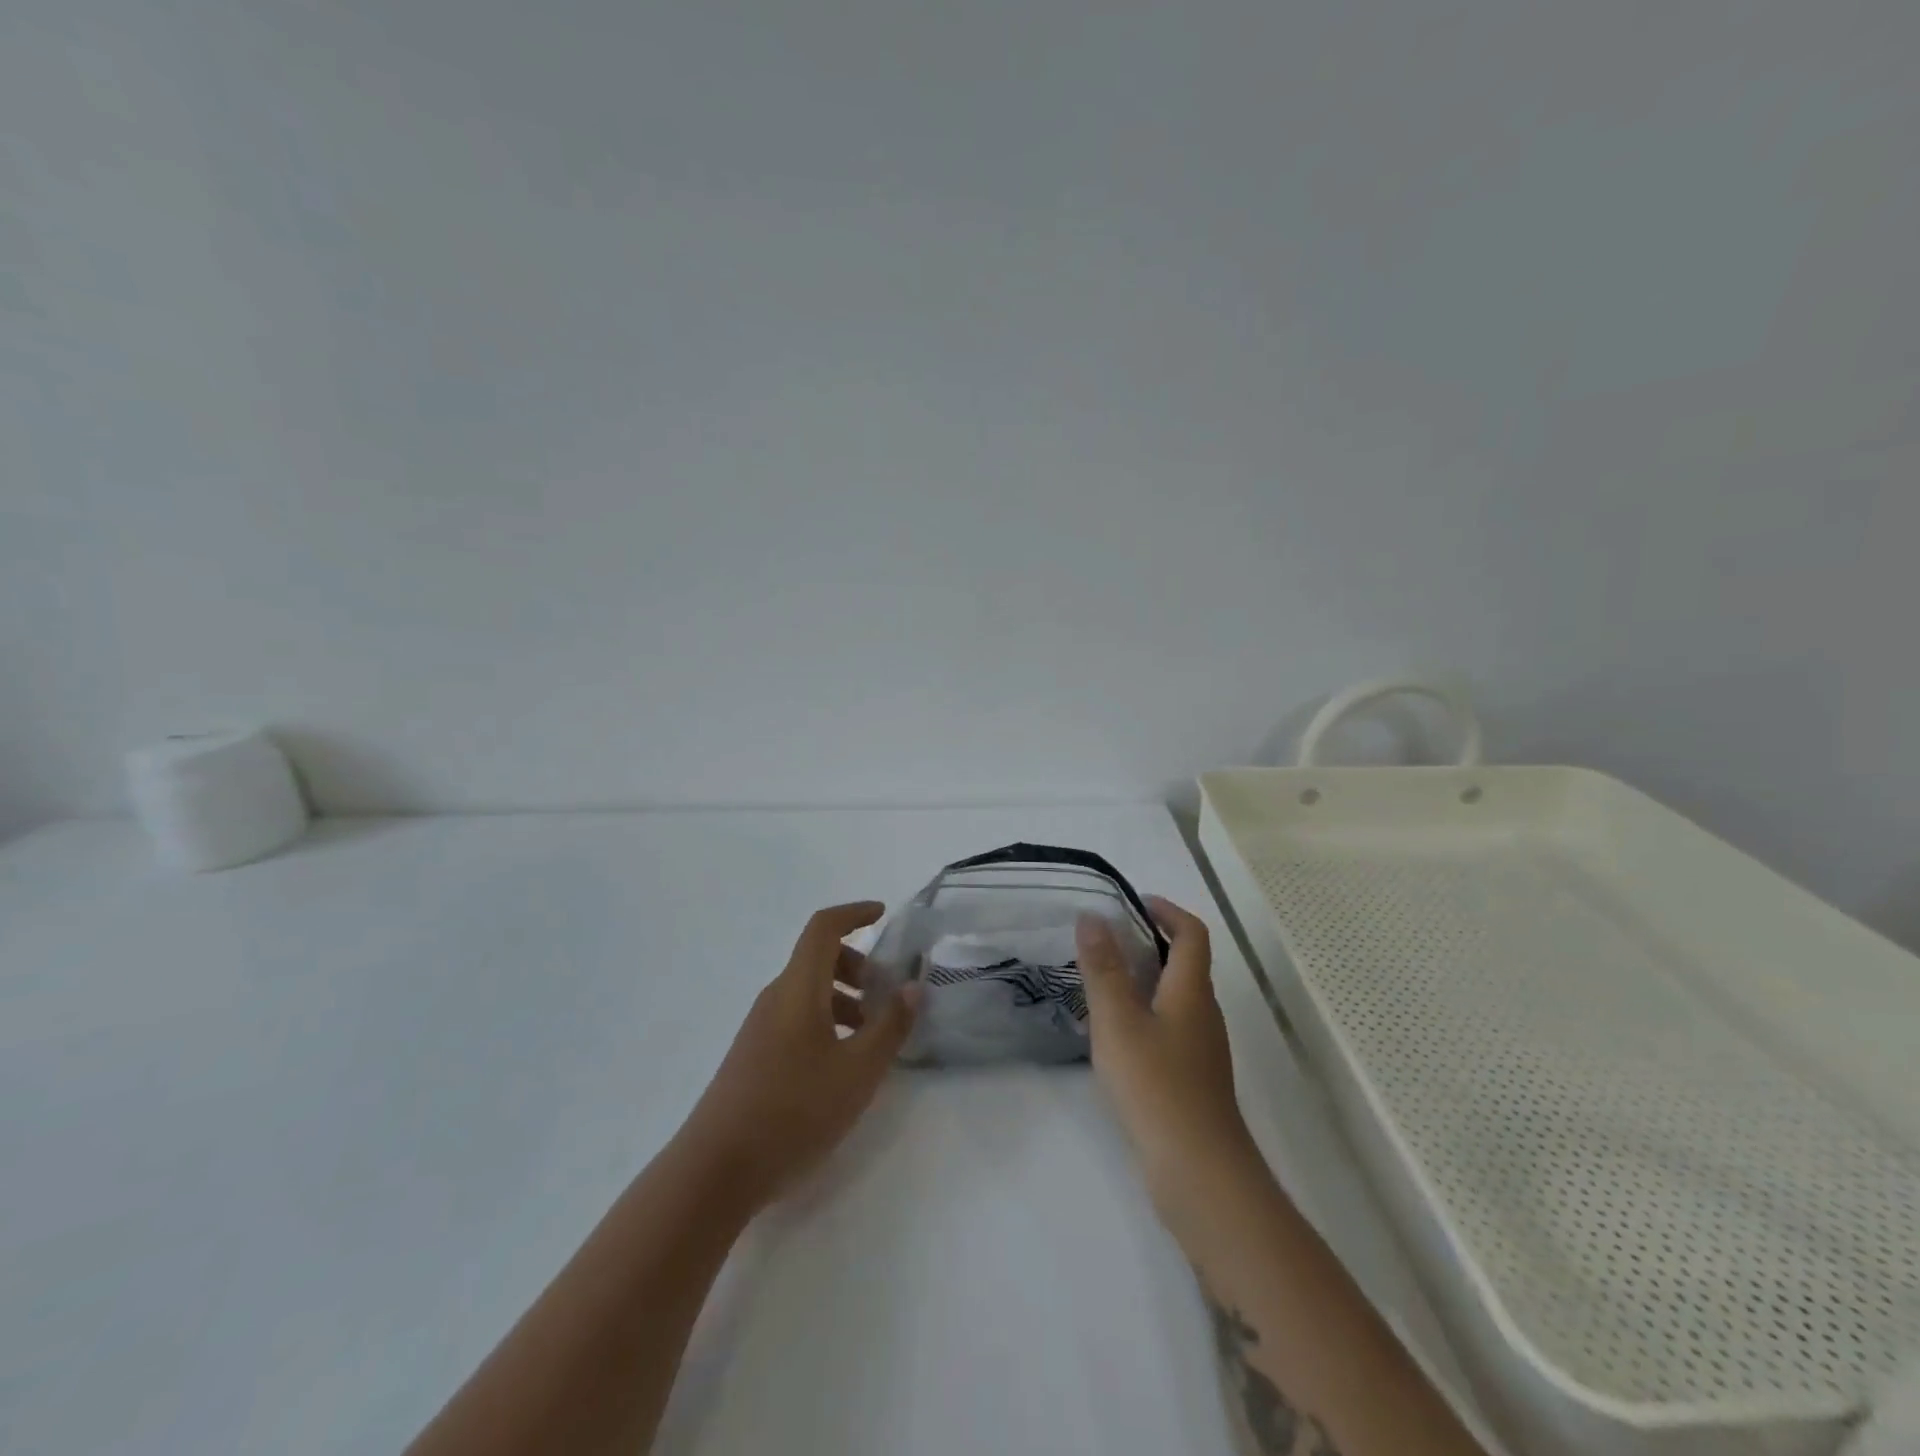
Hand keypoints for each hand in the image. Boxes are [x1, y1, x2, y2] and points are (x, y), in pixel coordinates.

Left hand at [679, 902, 920, 1211]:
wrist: (715, 1171)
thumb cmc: (794, 1111)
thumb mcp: (858, 1071)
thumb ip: (890, 1025)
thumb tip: (912, 986)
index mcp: (798, 988)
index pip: (823, 927)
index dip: (854, 913)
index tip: (884, 915)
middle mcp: (776, 997)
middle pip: (818, 959)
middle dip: (858, 966)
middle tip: (887, 998)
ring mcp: (760, 1028)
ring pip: (809, 992)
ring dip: (845, 999)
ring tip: (872, 1038)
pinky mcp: (754, 1056)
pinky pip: (797, 1018)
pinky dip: (827, 1021)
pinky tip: (842, 1065)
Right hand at [1077, 897, 1260, 1225]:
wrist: (1199, 1172)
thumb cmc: (1156, 1086)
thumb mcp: (1118, 1021)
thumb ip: (1103, 968)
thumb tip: (1092, 916)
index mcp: (1191, 991)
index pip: (1192, 933)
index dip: (1167, 911)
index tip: (1133, 902)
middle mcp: (1203, 1013)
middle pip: (1185, 963)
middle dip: (1150, 941)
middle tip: (1105, 940)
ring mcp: (1202, 1049)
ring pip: (1176, 997)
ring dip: (1145, 978)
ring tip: (1102, 980)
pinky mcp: (1193, 1078)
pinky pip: (1170, 1027)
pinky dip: (1145, 1012)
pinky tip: (1115, 1033)